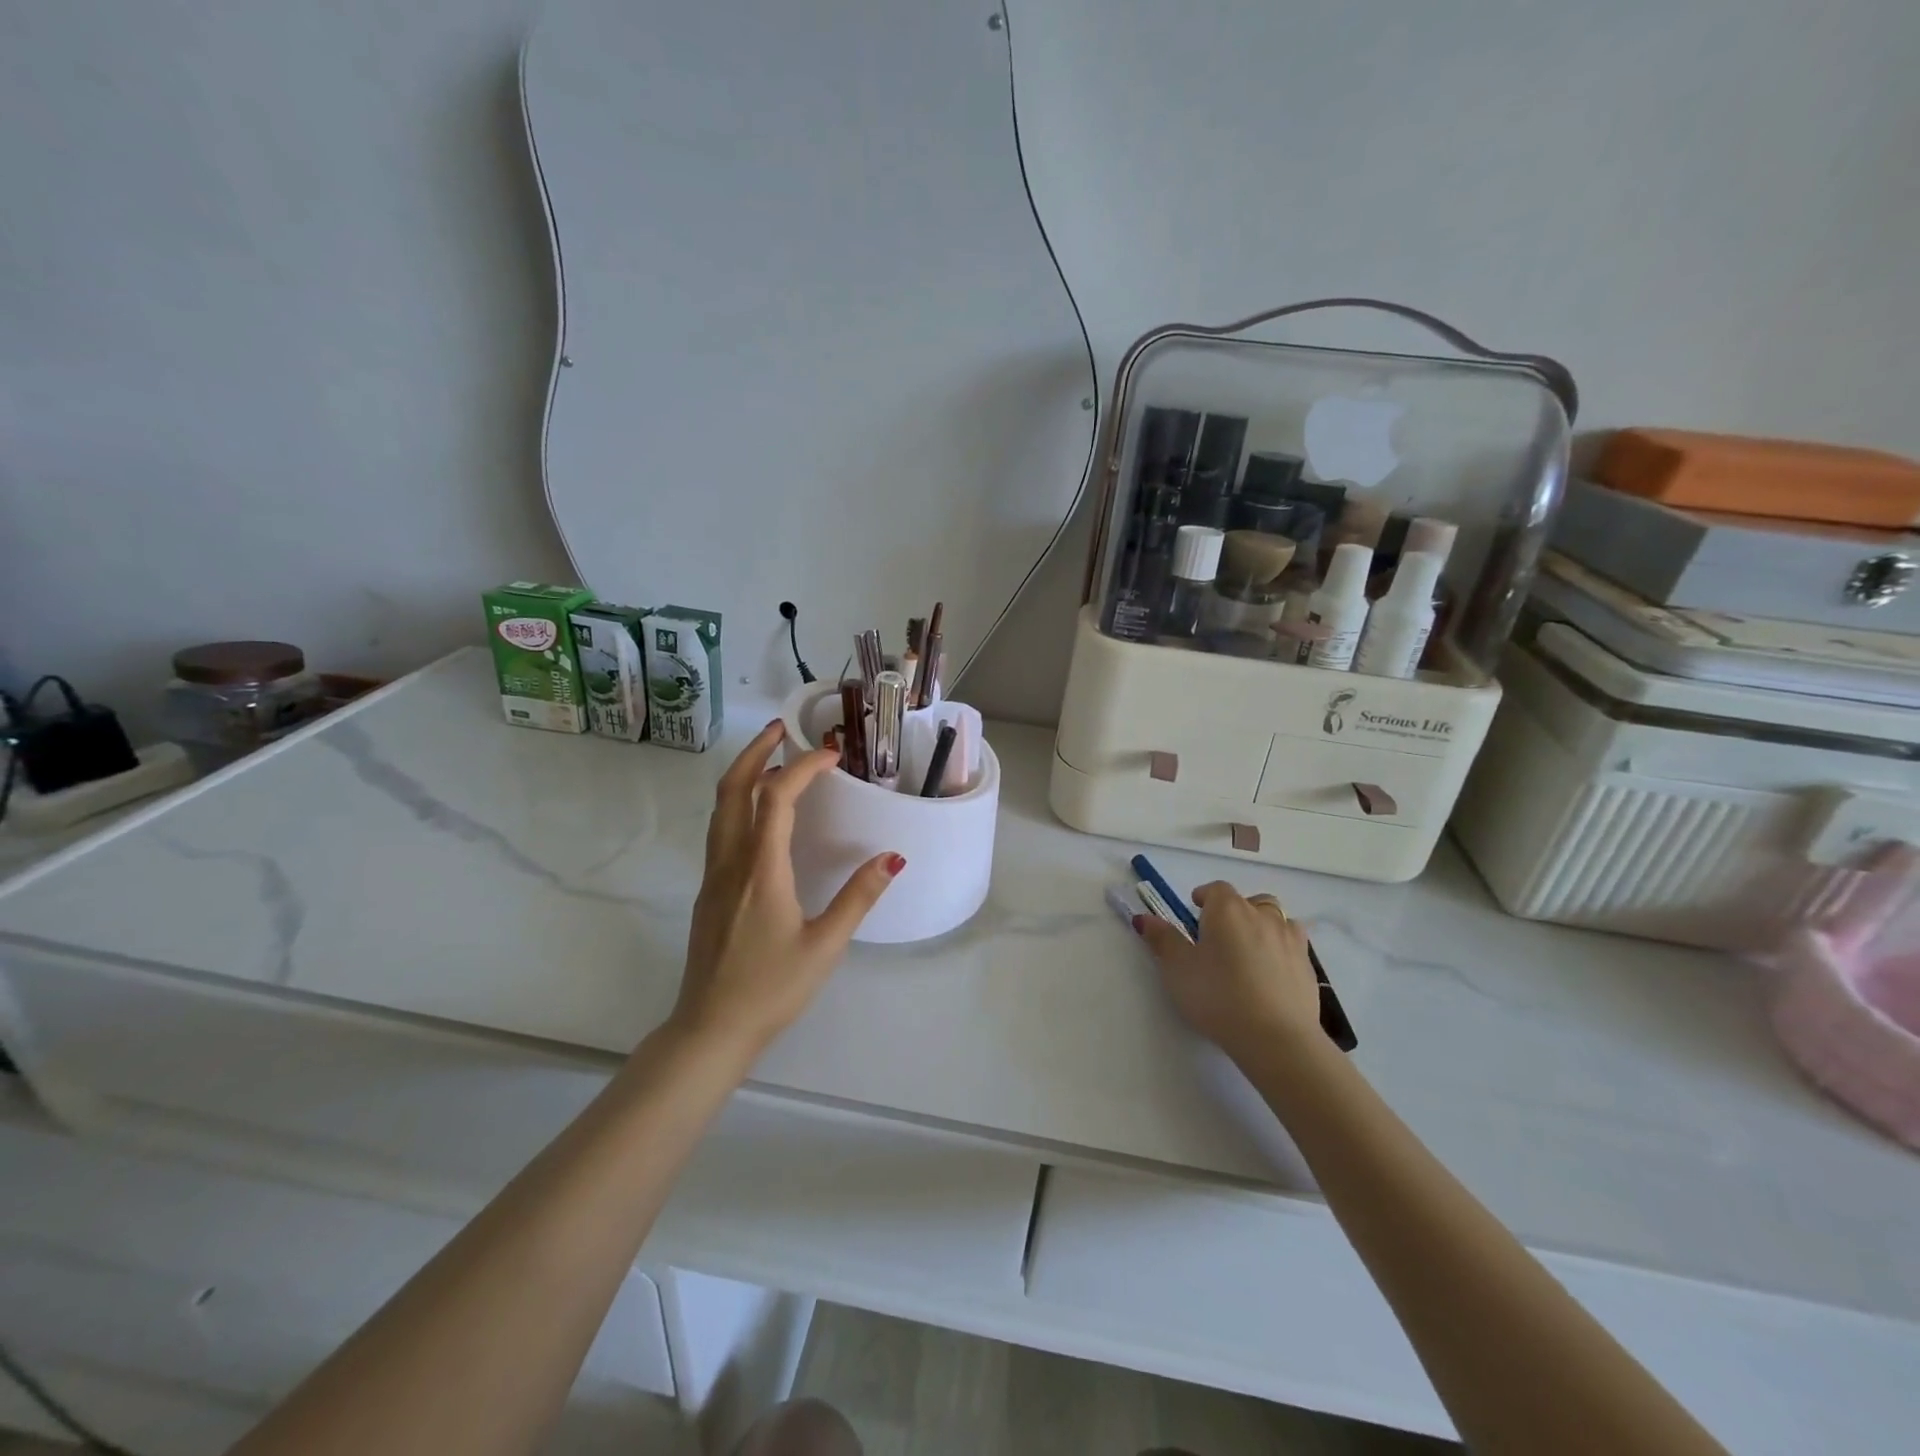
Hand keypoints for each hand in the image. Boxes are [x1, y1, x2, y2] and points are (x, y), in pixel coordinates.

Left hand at [671, 721, 903, 1056]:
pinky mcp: (709, 891)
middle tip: (781, 729)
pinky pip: (720, 830)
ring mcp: (713, 876)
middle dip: (755, 752)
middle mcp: (731, 862)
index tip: (831, 756)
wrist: (710, 1028)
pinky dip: (738, 802)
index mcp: (760, 870)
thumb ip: (858, 897)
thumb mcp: (825, 945)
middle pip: (732, 789)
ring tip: (770, 759)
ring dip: (742, 774)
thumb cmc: (771, 988)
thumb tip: (892, 856)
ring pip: (720, 808)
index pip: (776, 797)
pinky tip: (759, 814)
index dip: (802, 768)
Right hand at [1134, 881, 1322, 1064]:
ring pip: (1277, 920)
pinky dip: (1281, 951)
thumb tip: (1144, 917)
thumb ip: (1162, 939)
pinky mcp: (1308, 967)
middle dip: (1236, 910)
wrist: (1276, 1037)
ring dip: (1263, 926)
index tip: (1195, 911)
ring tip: (1249, 950)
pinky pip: (1293, 947)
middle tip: (1220, 934)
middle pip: (1250, 901)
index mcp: (1228, 910)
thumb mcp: (1178, 968)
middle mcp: (1262, 916)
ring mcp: (1290, 940)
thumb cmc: (1217, 995)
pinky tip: (1270, 974)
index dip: (1204, 897)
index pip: (1216, 889)